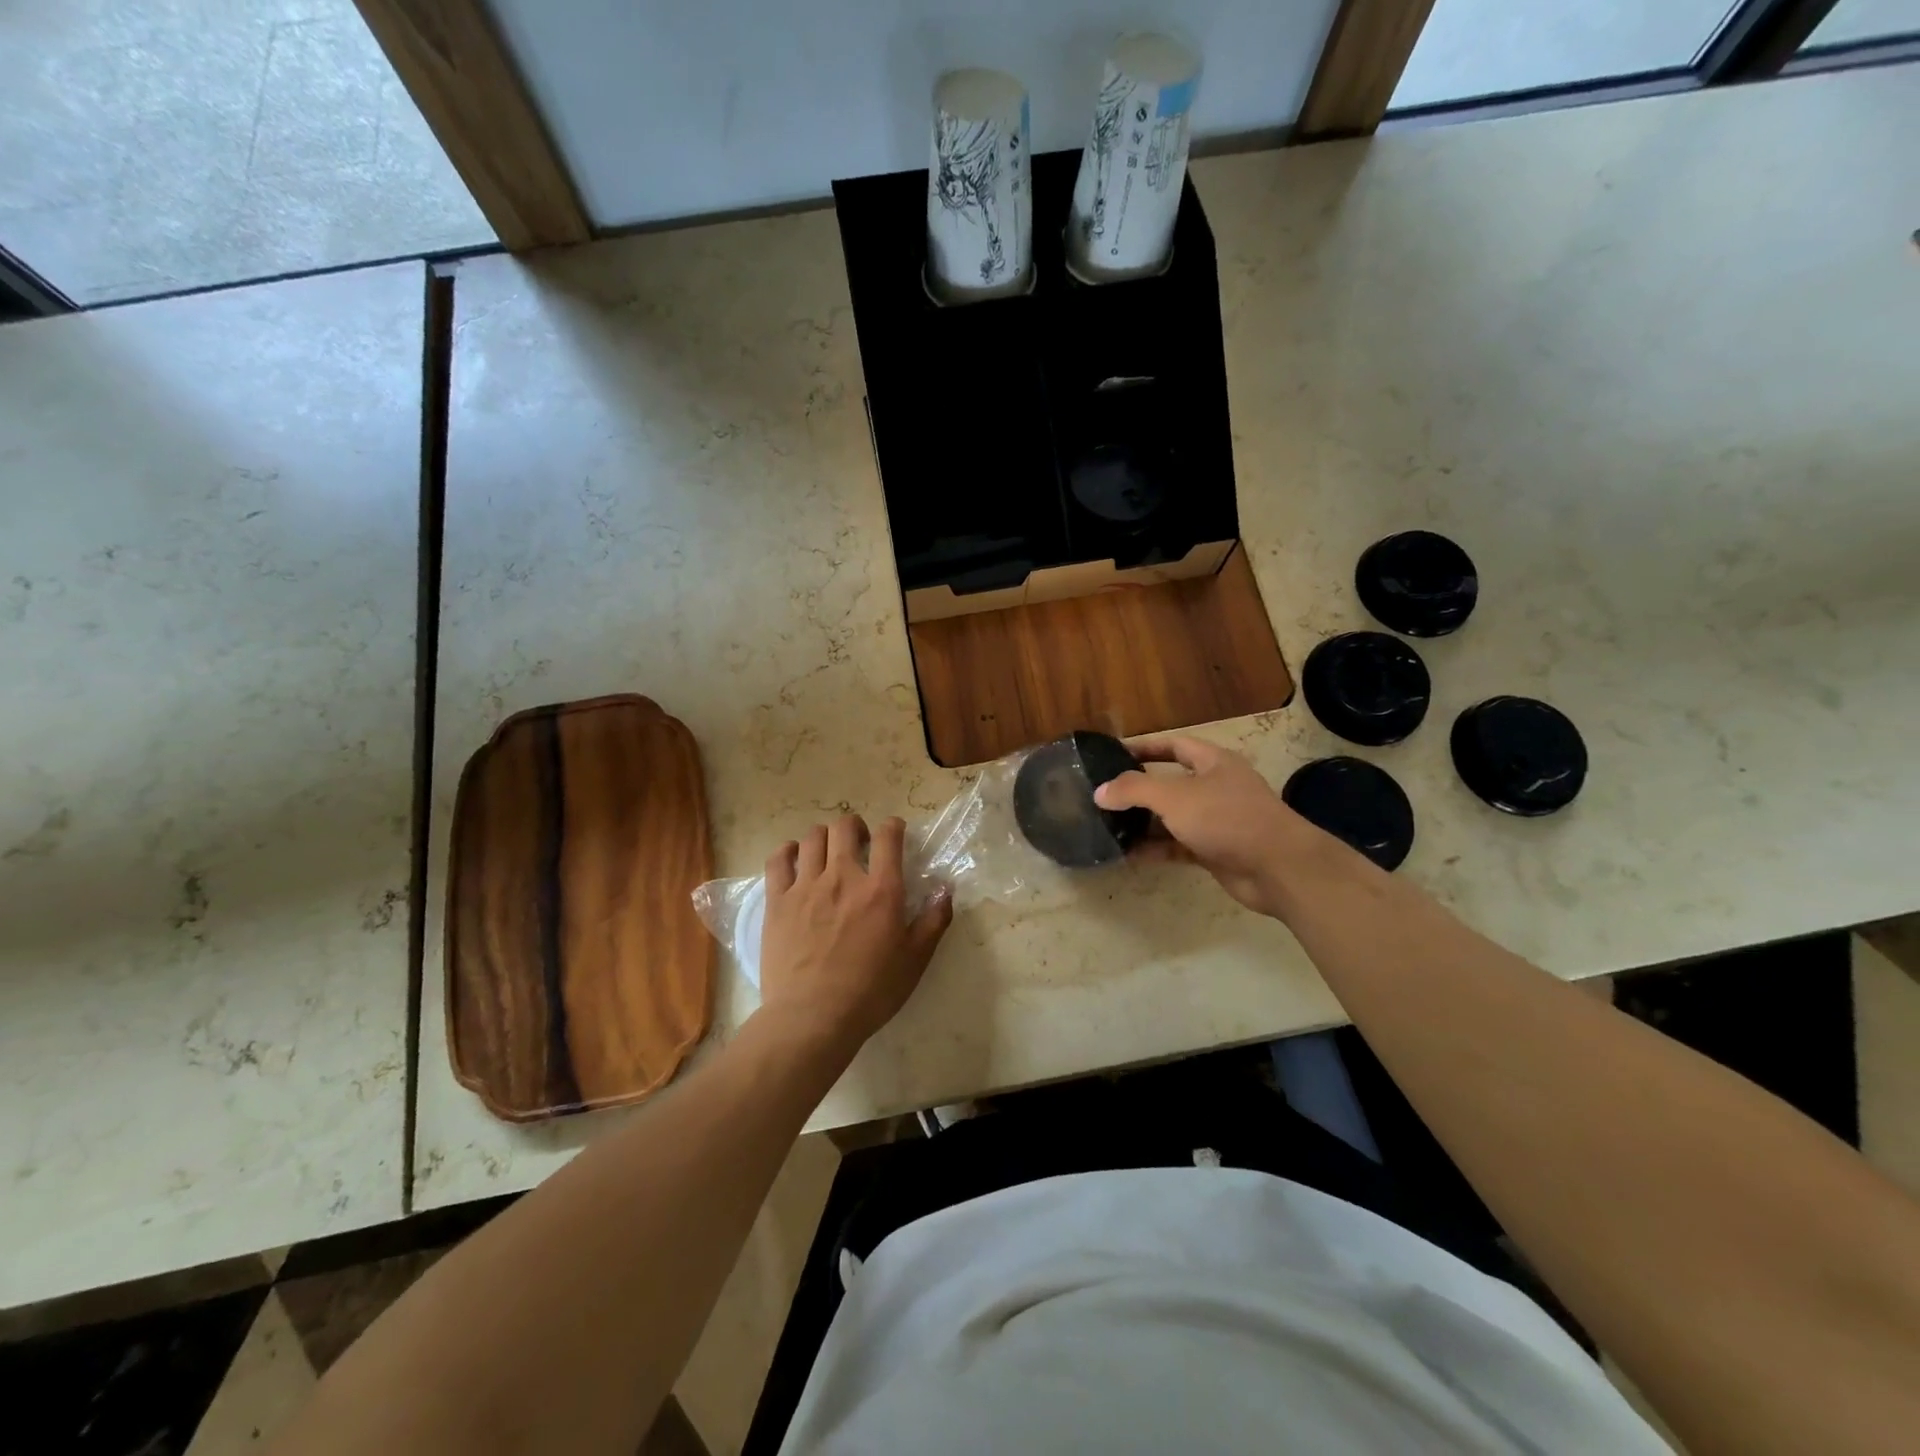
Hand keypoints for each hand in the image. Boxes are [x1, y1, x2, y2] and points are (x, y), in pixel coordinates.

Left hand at [758, 814, 951, 1056]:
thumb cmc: (870, 992)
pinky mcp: (777, 901)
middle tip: (859, 844)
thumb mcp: (915, 960)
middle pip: (845, 827)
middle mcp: (843, 877)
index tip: (894, 833)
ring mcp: (806, 886)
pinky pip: (778, 859)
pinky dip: (788, 851)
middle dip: (856, 827)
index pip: (889, 836)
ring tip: (828, 853)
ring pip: (812, 838)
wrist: (812, 1017)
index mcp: (881, 890)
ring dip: (824, 837)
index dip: (893, 827)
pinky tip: (794, 858)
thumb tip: (945, 890)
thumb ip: (933, 921)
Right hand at [1094, 736, 1349, 919]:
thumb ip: (1134, 790)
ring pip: (1172, 818)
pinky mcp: (1215, 851)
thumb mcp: (1174, 797)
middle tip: (1105, 796)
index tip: (1113, 755)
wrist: (1277, 867)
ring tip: (1108, 826)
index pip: (1173, 746)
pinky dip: (1155, 849)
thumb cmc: (1227, 818)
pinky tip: (1128, 854)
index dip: (1144, 747)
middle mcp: (1215, 787)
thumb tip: (1100, 792)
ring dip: (1144, 823)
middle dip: (1139, 790)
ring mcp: (1217, 821)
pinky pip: (1177, 846)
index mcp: (1213, 762)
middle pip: (1170, 783)